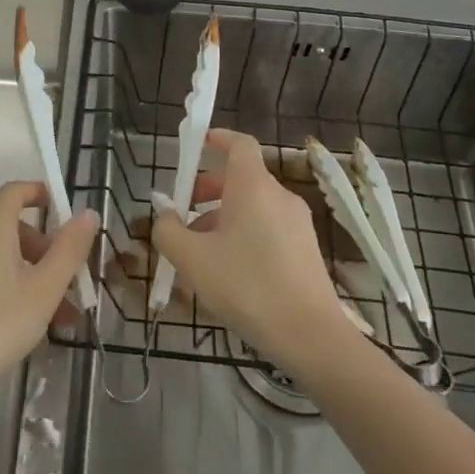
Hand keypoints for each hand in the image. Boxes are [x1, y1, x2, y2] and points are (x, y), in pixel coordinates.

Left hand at [0, 182, 98, 411]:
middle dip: (42, 250)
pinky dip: (1, 286)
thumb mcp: (45, 289)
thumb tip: (87, 213)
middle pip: (8, 228)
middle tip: (66, 284)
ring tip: (53, 317)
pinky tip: (18, 324)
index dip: (38, 193)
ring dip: (26, 275)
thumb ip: (69, 249)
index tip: (60, 210)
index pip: (15, 191)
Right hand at [152, 129, 349, 372]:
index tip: (197, 145)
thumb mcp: (192, 259)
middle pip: (241, 178)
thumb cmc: (246, 286)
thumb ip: (168, 230)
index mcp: (253, 186)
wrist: (309, 335)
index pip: (239, 144)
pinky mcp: (306, 249)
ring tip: (199, 252)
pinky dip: (244, 235)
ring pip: (253, 207)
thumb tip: (165, 214)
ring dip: (222, 217)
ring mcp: (297, 223)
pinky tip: (228, 271)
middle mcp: (279, 196)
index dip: (218, 139)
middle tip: (183, 213)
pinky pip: (267, 228)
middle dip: (208, 189)